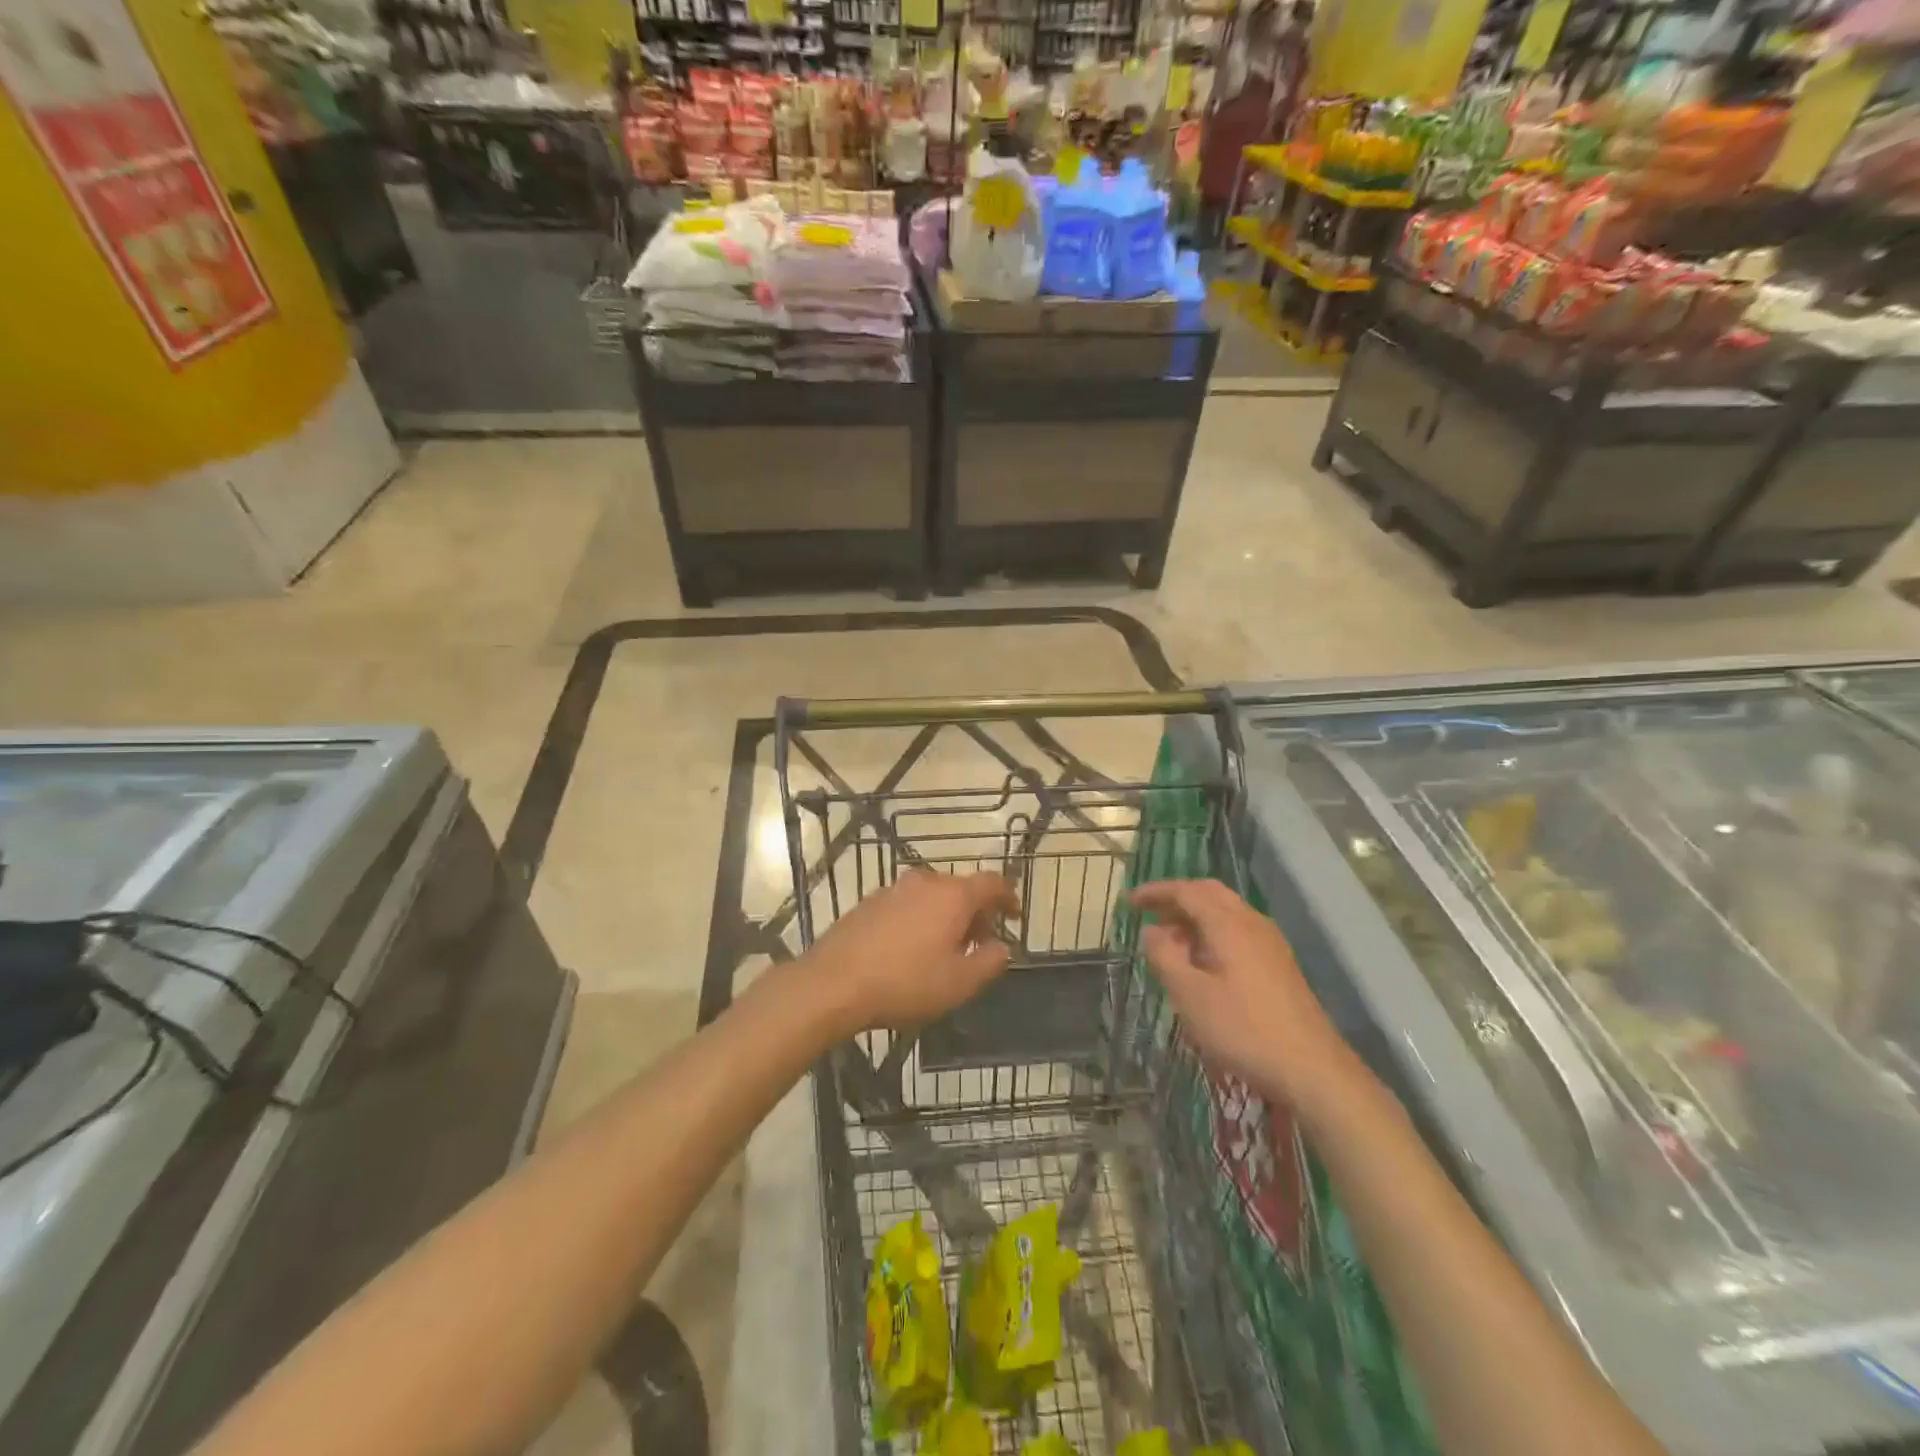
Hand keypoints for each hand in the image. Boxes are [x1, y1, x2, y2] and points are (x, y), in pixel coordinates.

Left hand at [808, 869, 1018, 1032]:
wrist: (833, 983)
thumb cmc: (904, 982)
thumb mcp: (958, 983)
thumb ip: (989, 962)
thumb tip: (1002, 947)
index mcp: (953, 896)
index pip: (992, 883)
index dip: (1008, 896)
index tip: (1014, 914)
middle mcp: (925, 882)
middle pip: (961, 888)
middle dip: (977, 912)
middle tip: (981, 943)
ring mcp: (893, 889)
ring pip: (933, 896)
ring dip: (947, 916)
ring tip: (946, 949)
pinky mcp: (870, 902)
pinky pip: (908, 904)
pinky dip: (921, 918)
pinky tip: (913, 948)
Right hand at [1129, 879, 1353, 1109]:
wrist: (1312, 1069)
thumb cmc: (1243, 1030)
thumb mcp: (1190, 996)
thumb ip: (1165, 957)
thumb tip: (1151, 931)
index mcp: (1229, 924)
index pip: (1187, 891)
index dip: (1156, 892)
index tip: (1130, 901)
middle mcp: (1252, 923)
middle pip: (1210, 893)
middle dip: (1177, 898)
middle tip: (1149, 914)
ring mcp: (1270, 943)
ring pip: (1226, 911)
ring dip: (1195, 916)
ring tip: (1170, 941)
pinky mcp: (1279, 964)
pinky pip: (1238, 930)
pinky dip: (1213, 932)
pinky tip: (1203, 961)